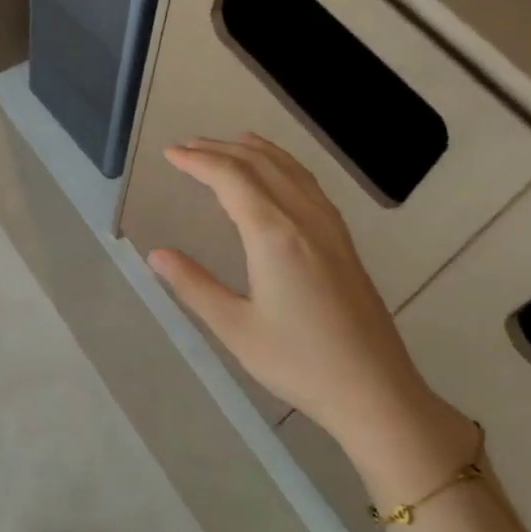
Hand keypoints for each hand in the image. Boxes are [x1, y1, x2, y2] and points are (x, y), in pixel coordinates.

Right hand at [147, 134, 436, 447]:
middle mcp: (305, 221)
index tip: (170, 154)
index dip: (199, 162)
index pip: (231, 180)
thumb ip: (194, 285)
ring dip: (257, 152)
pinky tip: (281, 176)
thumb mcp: (234, 327)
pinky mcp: (344, 244)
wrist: (373, 390)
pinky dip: (286, 167)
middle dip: (221, 151)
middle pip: (261, 166)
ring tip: (231, 142)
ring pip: (292, 171)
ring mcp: (331, 230)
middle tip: (187, 146)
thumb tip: (156, 254)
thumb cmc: (297, 362)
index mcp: (274, 236)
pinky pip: (311, 187)